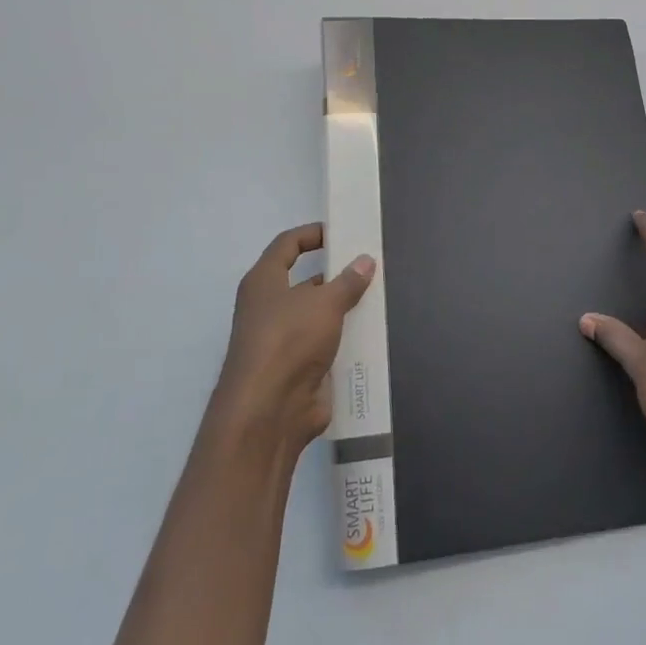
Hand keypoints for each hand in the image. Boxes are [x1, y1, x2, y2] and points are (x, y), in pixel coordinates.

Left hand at [209, 224, 374, 458]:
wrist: (269, 412)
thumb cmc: (289, 341)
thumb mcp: (325, 303)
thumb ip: (348, 281)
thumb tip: (365, 260)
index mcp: (264, 282)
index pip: (287, 245)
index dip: (313, 234)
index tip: (343, 232)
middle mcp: (268, 308)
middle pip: (305, 281)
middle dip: (337, 275)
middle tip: (372, 268)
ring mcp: (282, 341)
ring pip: (318, 315)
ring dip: (344, 309)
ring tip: (380, 298)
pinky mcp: (297, 369)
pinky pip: (325, 345)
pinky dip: (345, 339)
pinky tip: (374, 334)